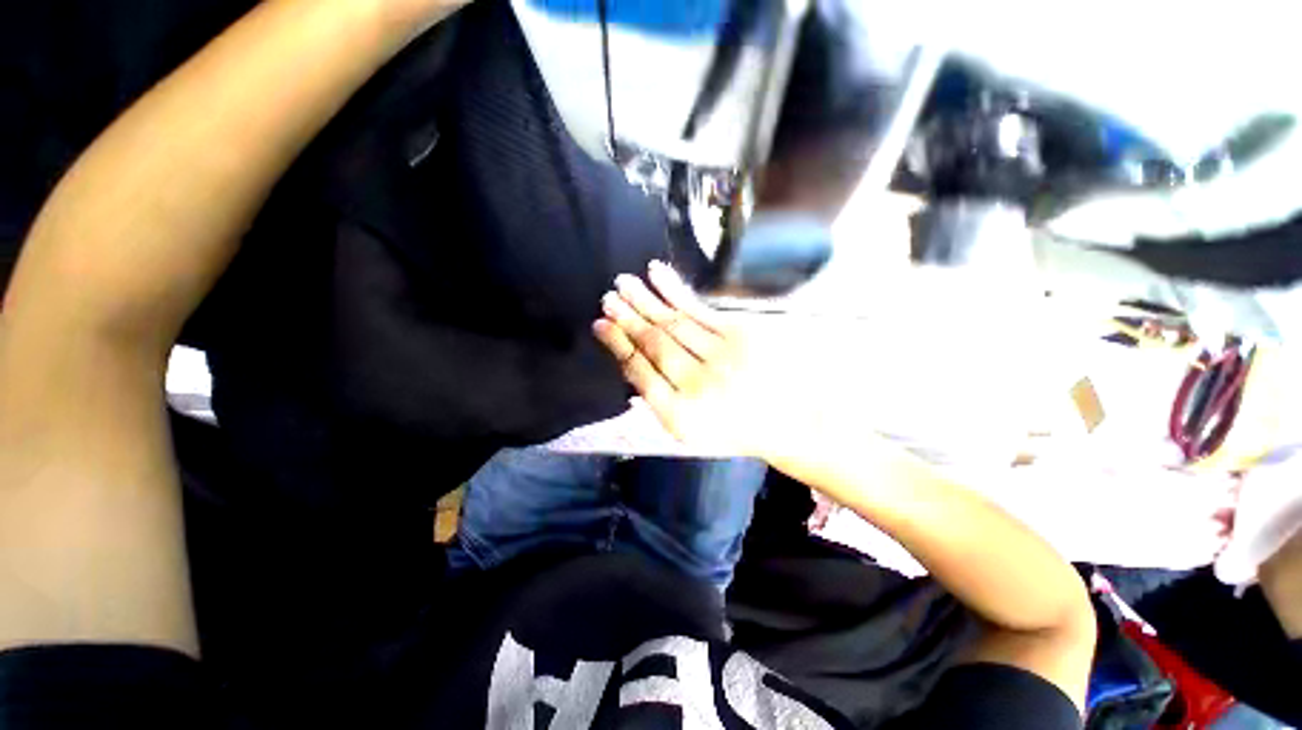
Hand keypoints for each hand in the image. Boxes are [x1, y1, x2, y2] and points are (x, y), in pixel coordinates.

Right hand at [593, 261, 816, 459]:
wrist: (787, 422)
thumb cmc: (733, 429)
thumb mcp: (690, 431)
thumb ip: (660, 401)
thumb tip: (631, 366)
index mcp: (680, 414)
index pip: (639, 372)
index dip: (618, 345)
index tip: (600, 325)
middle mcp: (697, 384)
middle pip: (653, 343)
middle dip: (627, 318)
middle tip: (606, 298)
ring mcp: (720, 357)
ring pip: (672, 322)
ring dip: (644, 300)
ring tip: (623, 282)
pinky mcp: (740, 335)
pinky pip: (699, 309)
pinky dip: (675, 290)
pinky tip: (656, 275)